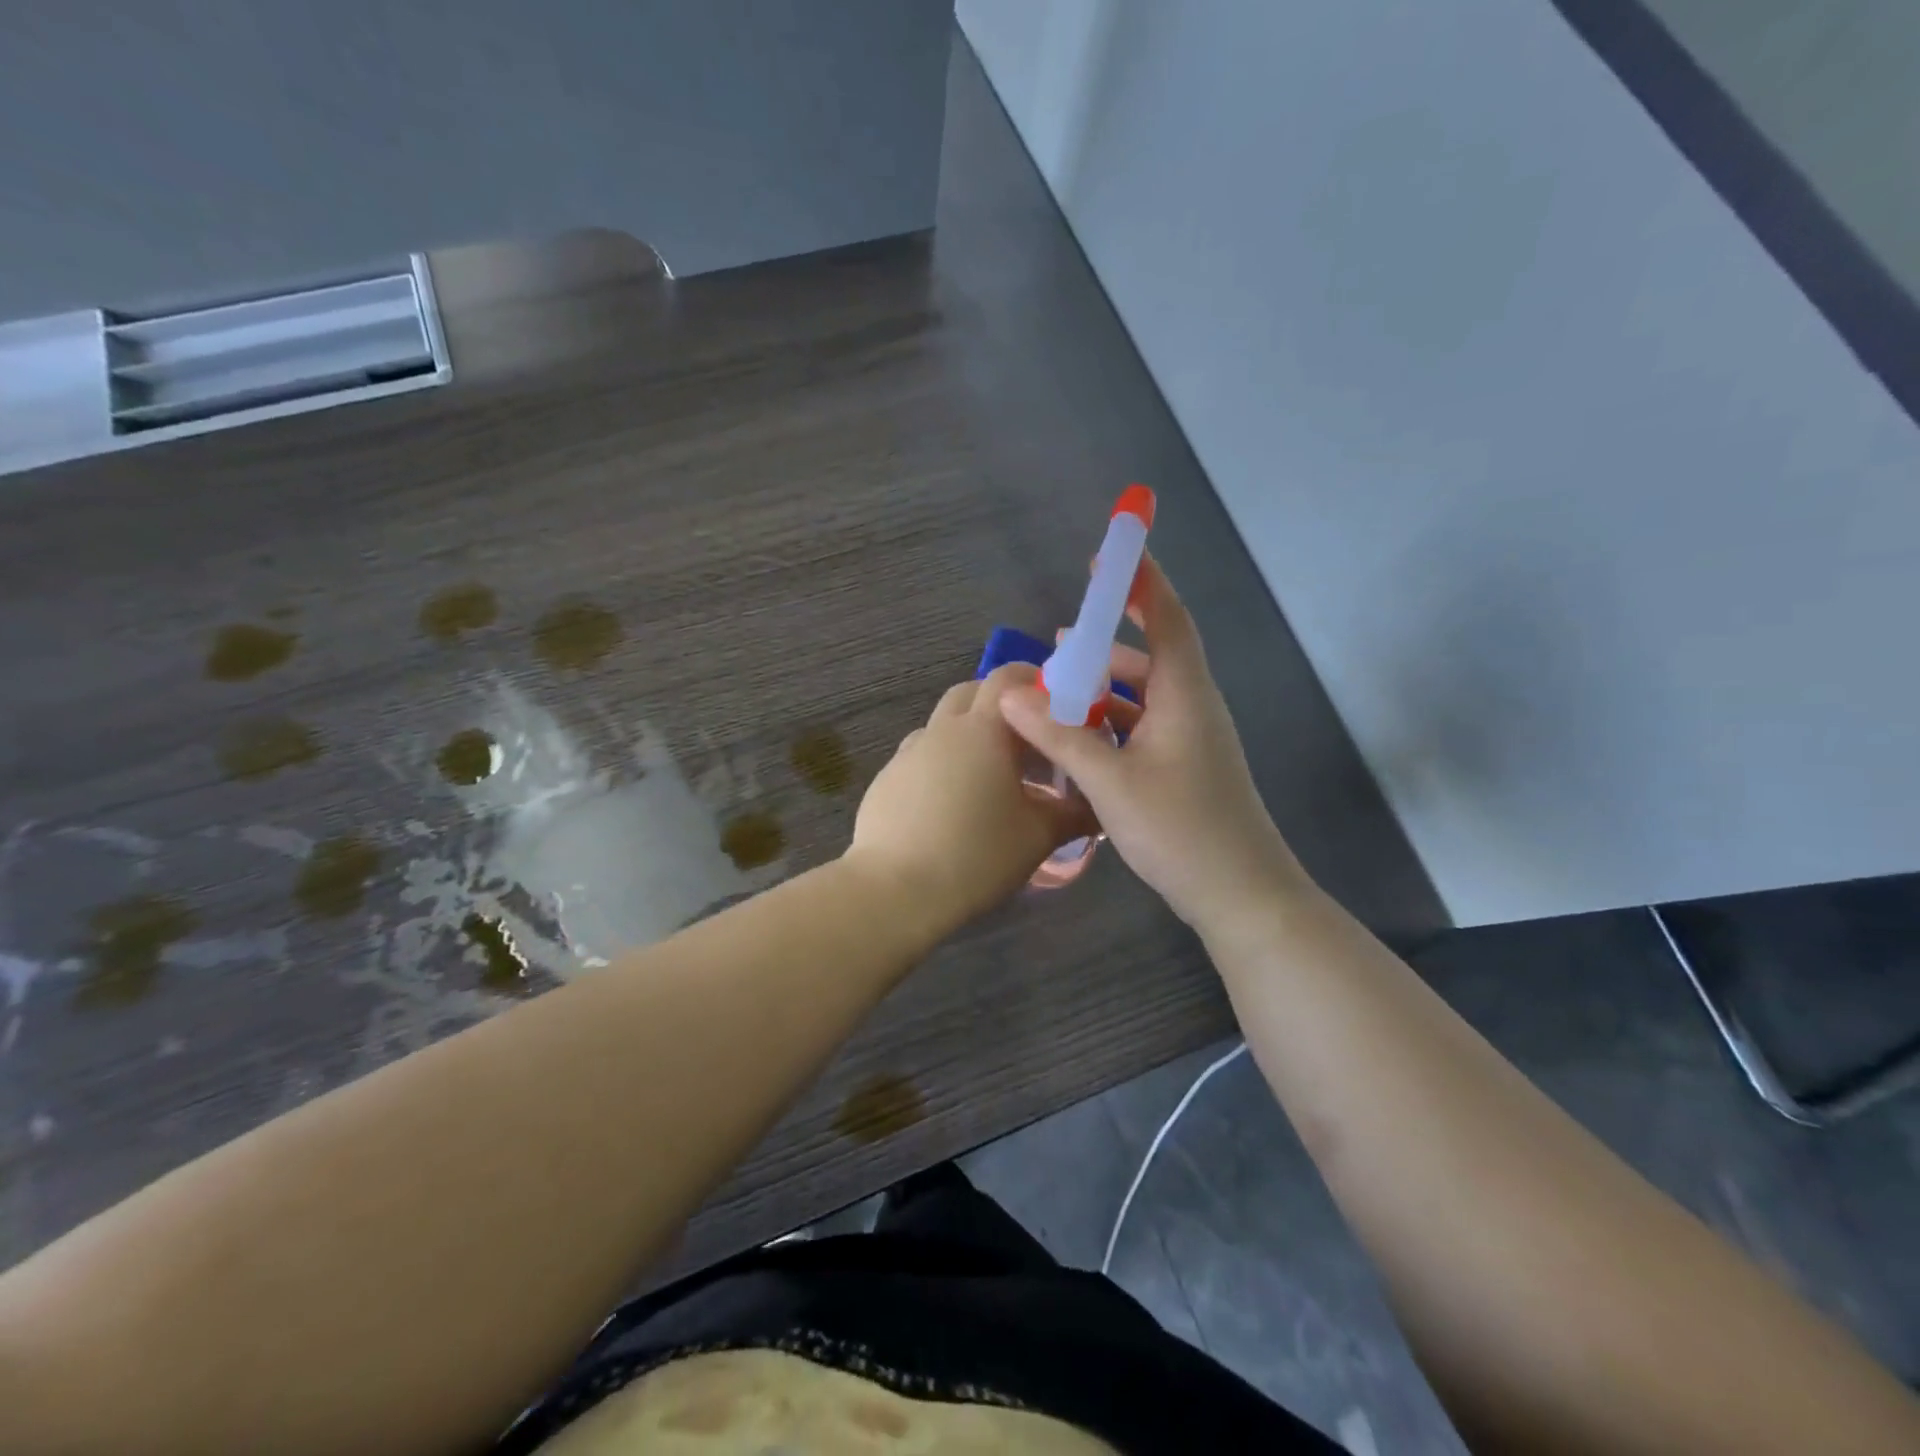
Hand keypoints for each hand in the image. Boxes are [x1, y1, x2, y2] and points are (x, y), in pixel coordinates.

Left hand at [847, 663, 1092, 932]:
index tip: (1055, 702)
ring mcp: (908, 754)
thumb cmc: (976, 855)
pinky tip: (954, 804)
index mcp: (982, 729)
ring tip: (993, 777)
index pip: (1006, 678)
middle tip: (1027, 739)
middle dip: (1000, 706)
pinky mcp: (886, 781)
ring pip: (943, 727)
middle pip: (970, 693)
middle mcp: (941, 730)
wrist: (894, 891)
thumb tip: (1097, 805)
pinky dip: (944, 765)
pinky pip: (922, 757)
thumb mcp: (1038, 836)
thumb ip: (1073, 813)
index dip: (1032, 680)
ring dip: (969, 736)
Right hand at [998, 555, 1304, 931]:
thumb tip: (1012, 695)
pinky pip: (1142, 728)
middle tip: (1059, 639)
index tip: (1110, 553)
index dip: (1141, 581)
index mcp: (1185, 696)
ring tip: (1055, 688)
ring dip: (1103, 689)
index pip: (1167, 619)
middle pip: (1151, 656)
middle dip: (1106, 642)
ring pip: (1143, 697)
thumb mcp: (1111, 783)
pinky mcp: (1182, 769)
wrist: (1241, 897)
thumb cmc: (1182, 831)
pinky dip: (1110, 724)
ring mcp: (1190, 741)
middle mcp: (1192, 708)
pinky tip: (1077, 739)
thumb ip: (1060, 736)